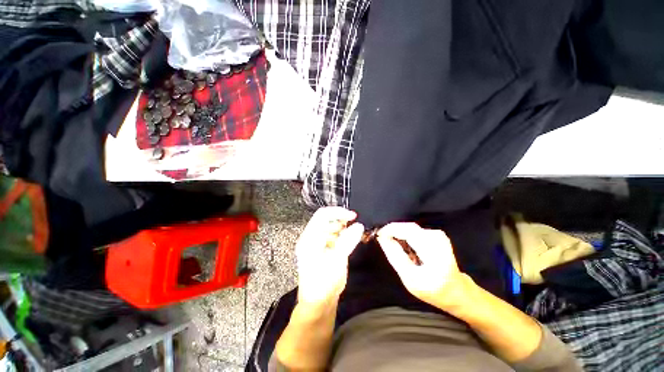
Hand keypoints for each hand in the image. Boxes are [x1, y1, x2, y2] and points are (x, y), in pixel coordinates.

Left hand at [295, 207, 363, 313]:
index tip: (353, 216)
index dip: (338, 212)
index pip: (322, 215)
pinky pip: (332, 236)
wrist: (318, 304)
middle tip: (355, 226)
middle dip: (341, 220)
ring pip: (330, 227)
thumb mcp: (337, 261)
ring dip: (342, 228)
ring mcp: (315, 244)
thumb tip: (359, 225)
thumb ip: (347, 241)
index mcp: (309, 238)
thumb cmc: (324, 284)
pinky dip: (341, 235)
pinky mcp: (321, 249)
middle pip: (326, 220)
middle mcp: (310, 238)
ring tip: (353, 235)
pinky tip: (349, 241)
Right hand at [377, 223, 467, 309]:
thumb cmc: (433, 290)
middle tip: (381, 238)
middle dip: (392, 231)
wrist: (457, 291)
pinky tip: (403, 245)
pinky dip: (405, 234)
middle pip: (408, 227)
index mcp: (435, 254)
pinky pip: (414, 230)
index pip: (409, 232)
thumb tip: (381, 237)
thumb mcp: (409, 278)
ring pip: (409, 228)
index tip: (377, 233)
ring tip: (391, 243)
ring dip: (398, 233)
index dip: (390, 230)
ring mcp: (439, 235)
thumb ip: (395, 256)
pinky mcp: (437, 234)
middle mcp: (439, 240)